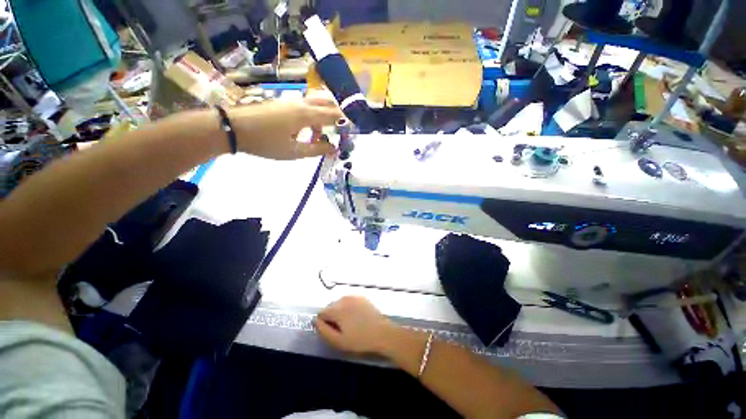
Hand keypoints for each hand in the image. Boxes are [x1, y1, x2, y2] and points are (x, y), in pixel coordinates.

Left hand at [229, 97, 343, 159]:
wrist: (234, 128)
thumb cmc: (265, 142)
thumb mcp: (294, 152)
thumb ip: (317, 149)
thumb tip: (334, 148)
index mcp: (306, 115)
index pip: (333, 114)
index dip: (345, 122)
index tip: (353, 130)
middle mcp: (301, 103)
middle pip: (327, 101)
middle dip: (337, 113)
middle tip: (340, 130)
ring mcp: (292, 101)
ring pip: (316, 102)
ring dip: (324, 116)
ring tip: (320, 136)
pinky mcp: (284, 103)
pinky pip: (306, 105)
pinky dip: (313, 116)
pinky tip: (307, 131)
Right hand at [314, 296, 394, 354]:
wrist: (382, 332)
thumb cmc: (360, 340)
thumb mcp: (338, 341)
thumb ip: (324, 331)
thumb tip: (316, 321)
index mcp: (337, 308)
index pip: (321, 313)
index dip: (324, 323)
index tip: (332, 332)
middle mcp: (344, 298)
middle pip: (331, 307)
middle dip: (332, 316)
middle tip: (342, 329)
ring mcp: (354, 296)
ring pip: (340, 303)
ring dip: (341, 311)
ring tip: (350, 324)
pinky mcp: (362, 297)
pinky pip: (350, 301)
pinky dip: (349, 308)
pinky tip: (357, 318)